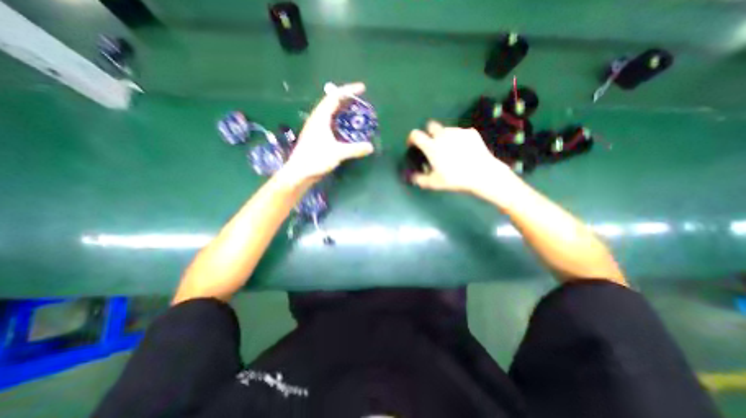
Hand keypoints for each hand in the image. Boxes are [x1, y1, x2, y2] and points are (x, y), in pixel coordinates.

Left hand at [277, 81, 375, 184]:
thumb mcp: (337, 153)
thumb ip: (355, 149)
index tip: (362, 88)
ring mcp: (316, 128)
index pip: (335, 97)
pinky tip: (346, 128)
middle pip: (332, 102)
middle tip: (361, 101)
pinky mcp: (317, 137)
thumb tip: (370, 147)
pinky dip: (340, 121)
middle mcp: (317, 119)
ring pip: (331, 113)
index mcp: (320, 118)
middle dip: (347, 99)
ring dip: (343, 110)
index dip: (349, 90)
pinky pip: (330, 122)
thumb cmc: (316, 159)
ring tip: (355, 112)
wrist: (299, 172)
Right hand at [407, 121, 519, 194]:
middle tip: (432, 145)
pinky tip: (463, 149)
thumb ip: (420, 179)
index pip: (415, 135)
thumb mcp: (434, 183)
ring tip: (449, 149)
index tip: (412, 144)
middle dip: (428, 133)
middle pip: (431, 126)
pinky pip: (460, 132)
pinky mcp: (471, 132)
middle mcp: (443, 135)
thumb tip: (413, 177)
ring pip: (446, 129)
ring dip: (444, 136)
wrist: (482, 173)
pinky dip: (458, 139)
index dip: (411, 138)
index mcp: (432, 146)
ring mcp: (458, 132)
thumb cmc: (455, 178)